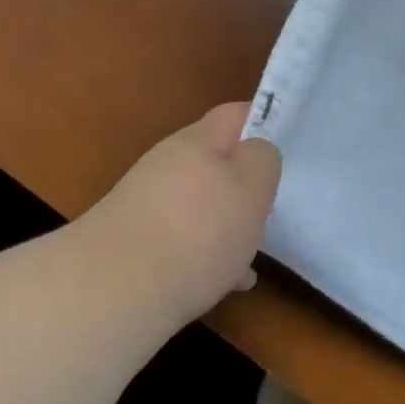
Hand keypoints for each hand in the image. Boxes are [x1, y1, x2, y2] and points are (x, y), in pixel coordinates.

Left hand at [76, 103, 281, 323]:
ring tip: (252, 254)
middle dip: (245, 184)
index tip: (288, 144)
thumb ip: (262, 159)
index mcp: (197, 140)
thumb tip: (255, 153)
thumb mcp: (252, 186)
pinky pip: (183, 239)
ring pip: (201, 204)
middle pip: (216, 162)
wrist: (116, 289)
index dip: (264, 121)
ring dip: (227, 224)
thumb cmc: (199, 229)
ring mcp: (147, 203)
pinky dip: (206, 254)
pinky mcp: (135, 241)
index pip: (235, 114)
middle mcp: (167, 163)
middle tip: (271, 208)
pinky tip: (225, 284)